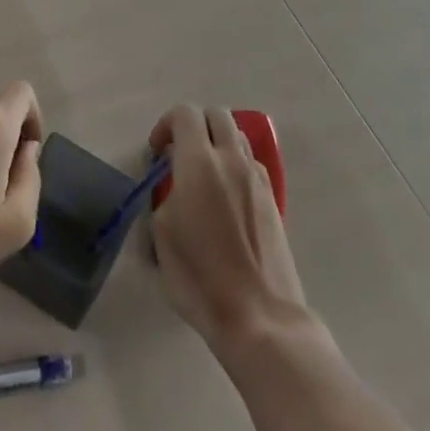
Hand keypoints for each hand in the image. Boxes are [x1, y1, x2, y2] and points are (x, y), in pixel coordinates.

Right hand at [149, 105, 307, 353]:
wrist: (259, 316)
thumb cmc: (200, 276)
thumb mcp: (161, 235)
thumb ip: (164, 197)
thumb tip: (174, 190)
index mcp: (199, 163)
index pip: (185, 114)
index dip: (166, 124)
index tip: (156, 153)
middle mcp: (231, 160)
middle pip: (217, 115)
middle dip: (195, 125)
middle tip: (179, 154)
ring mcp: (257, 179)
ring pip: (238, 137)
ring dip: (218, 143)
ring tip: (204, 175)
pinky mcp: (273, 201)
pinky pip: (252, 164)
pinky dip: (236, 166)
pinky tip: (226, 198)